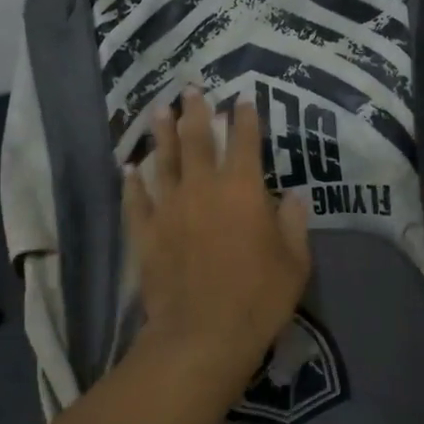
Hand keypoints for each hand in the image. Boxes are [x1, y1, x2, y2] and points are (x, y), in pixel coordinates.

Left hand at [125, 88, 310, 389]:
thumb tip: (294, 195)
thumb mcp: (295, 262)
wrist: (202, 333)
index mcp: (244, 190)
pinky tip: (128, 170)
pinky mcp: (145, 233)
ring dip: (161, 135)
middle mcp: (203, 188)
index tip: (242, 99)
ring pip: (163, 161)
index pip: (245, 143)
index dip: (245, 119)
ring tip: (157, 111)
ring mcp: (169, 208)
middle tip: (190, 90)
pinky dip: (132, 183)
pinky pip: (136, 200)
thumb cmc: (259, 298)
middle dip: (196, 112)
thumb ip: (293, 223)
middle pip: (198, 140)